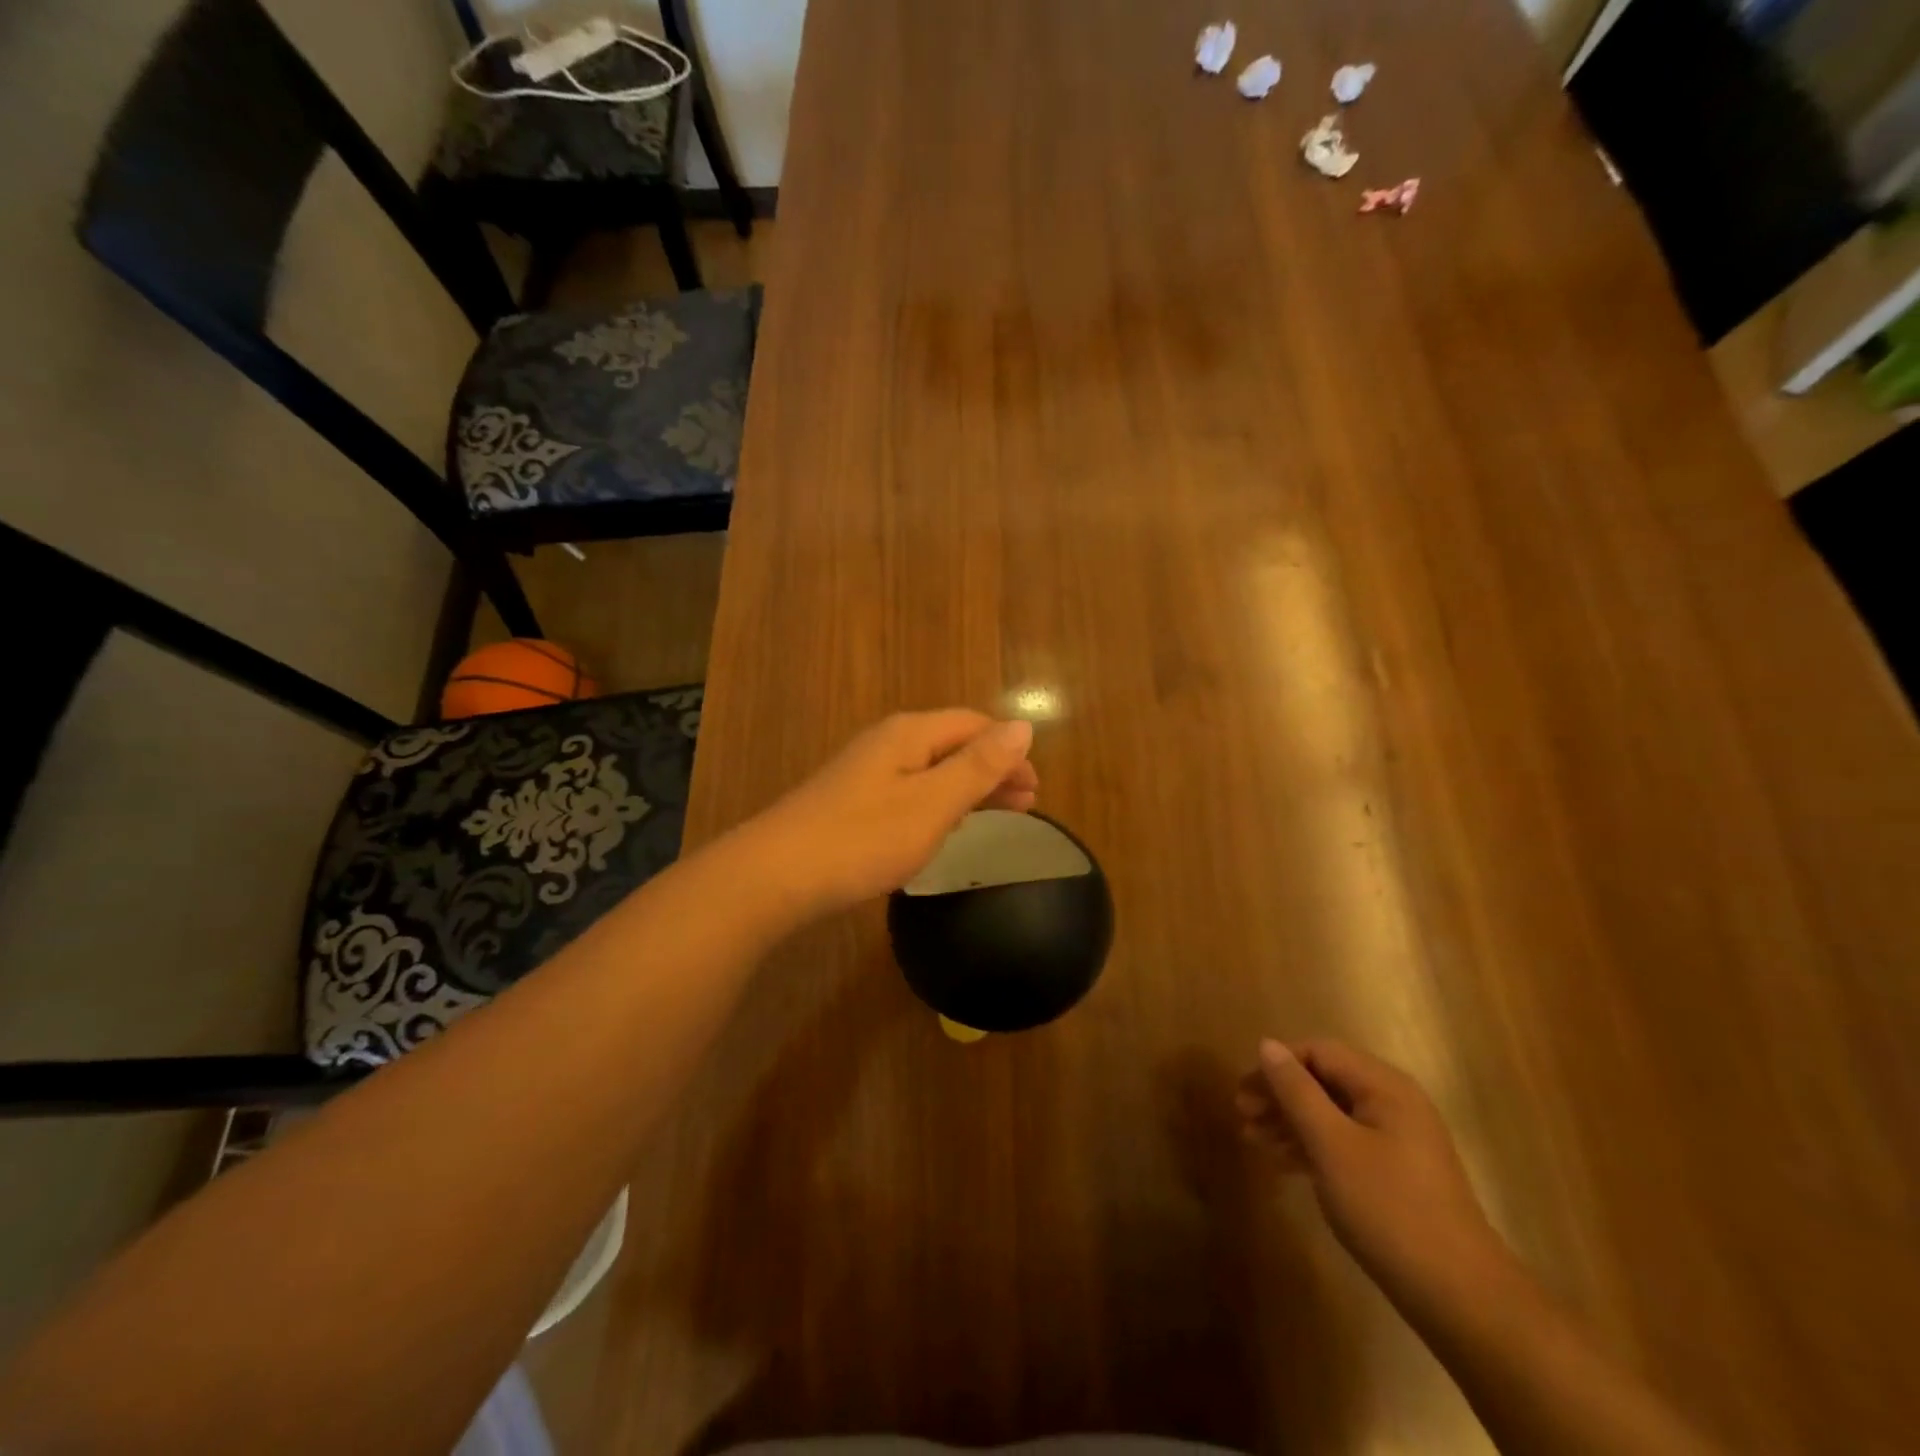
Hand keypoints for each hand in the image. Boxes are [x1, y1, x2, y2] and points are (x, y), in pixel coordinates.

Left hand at [746, 710, 1038, 914]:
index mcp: (910, 734)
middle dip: (992, 769)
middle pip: (953, 744)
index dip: (1009, 751)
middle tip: (1026, 804)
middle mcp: (887, 743)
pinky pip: (910, 791)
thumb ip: (979, 766)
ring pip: (931, 769)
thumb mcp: (933, 803)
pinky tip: (944, 826)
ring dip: (968, 787)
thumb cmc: (864, 838)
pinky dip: (939, 803)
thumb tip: (1023, 726)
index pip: (973, 725)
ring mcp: (864, 772)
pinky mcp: (850, 802)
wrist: (775, 875)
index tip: (1036, 788)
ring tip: (997, 814)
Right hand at [1237, 1039, 1511, 1307]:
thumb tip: (1267, 1045)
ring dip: (1290, 1122)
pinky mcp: (1396, 1173)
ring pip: (1331, 1113)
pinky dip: (1311, 1146)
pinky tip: (1282, 1163)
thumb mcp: (1332, 1145)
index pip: (1318, 1052)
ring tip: (1252, 1141)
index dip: (1277, 1066)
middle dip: (1280, 1095)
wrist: (1461, 1298)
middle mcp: (1393, 1103)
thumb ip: (1297, 1091)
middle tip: (1242, 1116)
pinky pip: (1344, 1141)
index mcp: (1384, 1086)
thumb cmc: (1389, 1209)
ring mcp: (1398, 1139)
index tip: (1243, 1093)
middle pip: (1323, 1080)